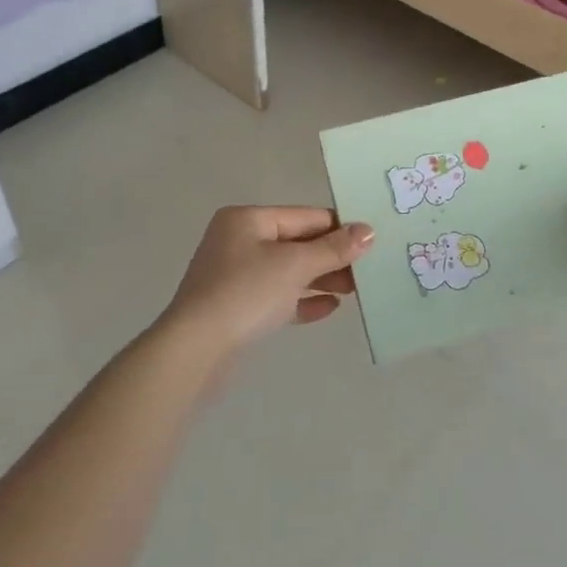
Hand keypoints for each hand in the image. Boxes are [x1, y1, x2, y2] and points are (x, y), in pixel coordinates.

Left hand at [158, 206, 374, 356]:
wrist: (195, 350)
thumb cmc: (245, 292)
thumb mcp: (295, 265)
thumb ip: (333, 248)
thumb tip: (368, 231)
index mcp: (248, 219)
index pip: (305, 216)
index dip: (339, 228)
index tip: (371, 242)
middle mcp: (239, 241)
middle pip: (297, 243)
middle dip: (331, 257)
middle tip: (367, 271)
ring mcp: (235, 276)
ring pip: (288, 271)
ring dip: (321, 279)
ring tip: (354, 291)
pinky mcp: (236, 308)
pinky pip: (277, 297)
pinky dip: (302, 300)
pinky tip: (329, 308)